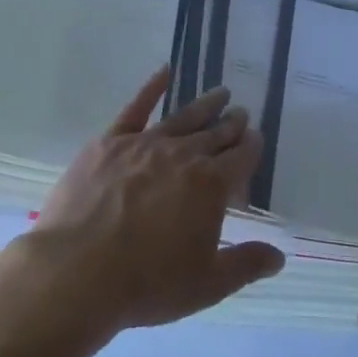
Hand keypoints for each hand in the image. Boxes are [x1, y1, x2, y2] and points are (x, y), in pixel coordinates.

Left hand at [32, 66, 284, 332]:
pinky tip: (164, 72)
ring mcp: (145, 144)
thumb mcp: (206, 284)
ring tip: (220, 93)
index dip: (251, 147)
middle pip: (215, 134)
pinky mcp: (110, 141)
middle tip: (241, 113)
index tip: (256, 137)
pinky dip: (152, 87)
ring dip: (205, 105)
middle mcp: (183, 156)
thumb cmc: (147, 283)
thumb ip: (245, 265)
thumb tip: (279, 255)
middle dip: (232, 124)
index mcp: (211, 186)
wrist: (78, 272)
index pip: (240, 158)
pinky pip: (136, 108)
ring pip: (183, 118)